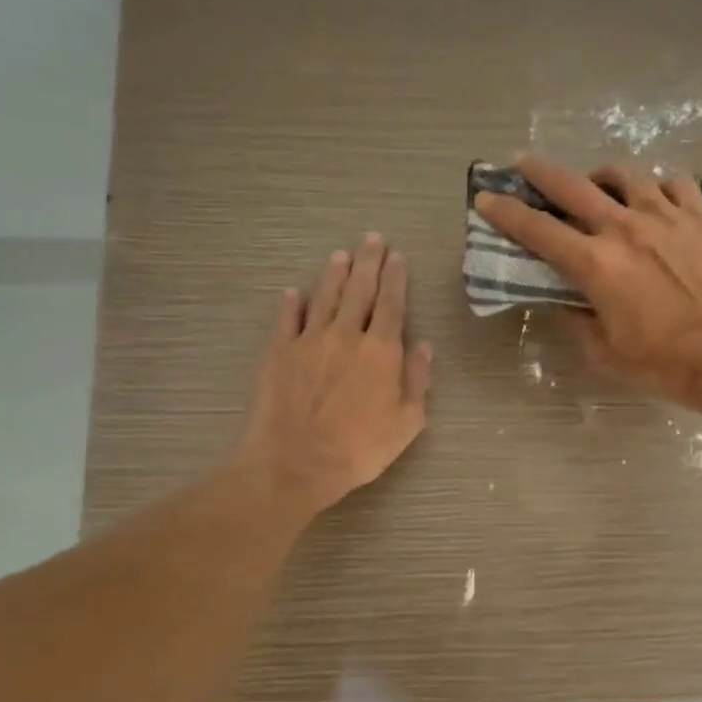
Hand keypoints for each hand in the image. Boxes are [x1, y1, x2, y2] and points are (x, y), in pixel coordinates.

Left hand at [234, 233, 433, 517]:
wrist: (295, 463)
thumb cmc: (359, 449)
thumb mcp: (407, 423)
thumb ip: (417, 380)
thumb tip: (423, 346)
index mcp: (381, 351)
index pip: (391, 304)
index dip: (395, 278)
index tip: (397, 257)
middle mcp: (345, 335)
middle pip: (359, 289)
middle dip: (368, 261)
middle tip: (372, 239)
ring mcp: (308, 340)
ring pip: (324, 296)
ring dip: (334, 273)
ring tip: (341, 255)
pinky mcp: (278, 352)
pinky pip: (287, 318)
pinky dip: (292, 302)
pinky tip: (294, 292)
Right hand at [472, 155, 701, 407]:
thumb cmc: (662, 363)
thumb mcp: (604, 352)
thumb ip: (578, 321)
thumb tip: (570, 303)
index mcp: (595, 264)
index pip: (538, 230)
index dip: (506, 213)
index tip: (486, 198)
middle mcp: (625, 228)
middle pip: (573, 186)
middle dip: (541, 173)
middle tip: (524, 165)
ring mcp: (667, 216)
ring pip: (626, 175)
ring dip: (602, 178)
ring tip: (600, 187)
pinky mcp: (701, 217)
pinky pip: (675, 184)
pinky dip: (657, 187)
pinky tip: (656, 199)